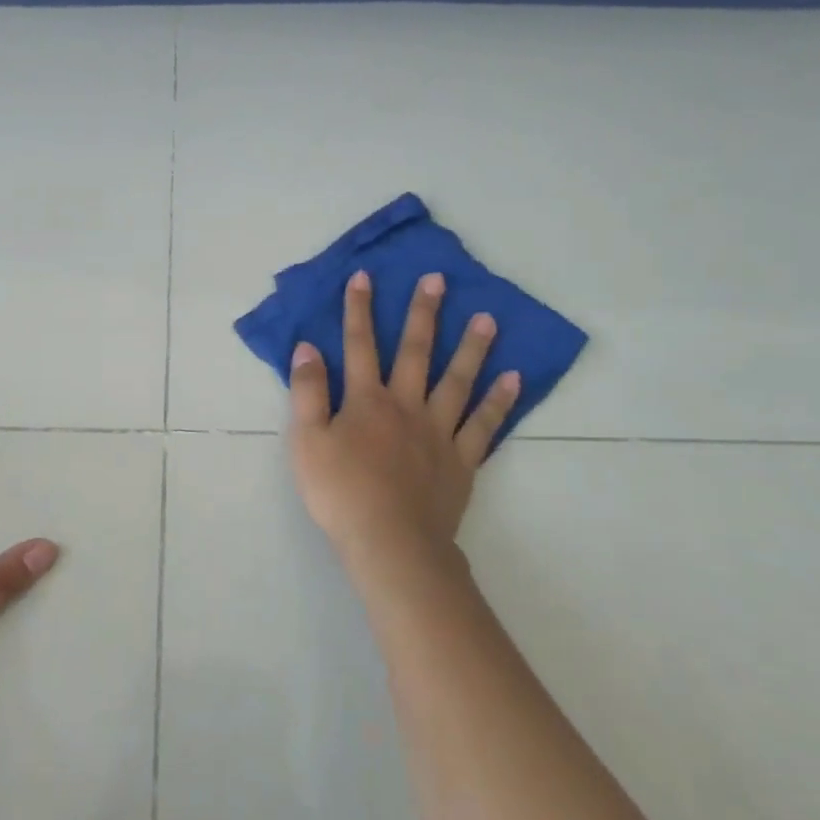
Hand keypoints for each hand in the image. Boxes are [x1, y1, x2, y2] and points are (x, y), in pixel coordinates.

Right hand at [287, 270, 519, 574]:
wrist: (390, 544)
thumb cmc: (341, 492)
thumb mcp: (306, 441)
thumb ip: (307, 392)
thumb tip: (308, 348)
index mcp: (366, 400)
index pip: (360, 344)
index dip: (359, 309)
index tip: (365, 276)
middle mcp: (406, 405)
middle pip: (415, 351)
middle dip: (423, 313)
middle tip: (438, 280)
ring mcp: (439, 432)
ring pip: (458, 380)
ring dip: (472, 347)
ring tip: (489, 318)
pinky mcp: (462, 460)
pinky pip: (484, 425)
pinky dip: (499, 401)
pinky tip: (514, 378)